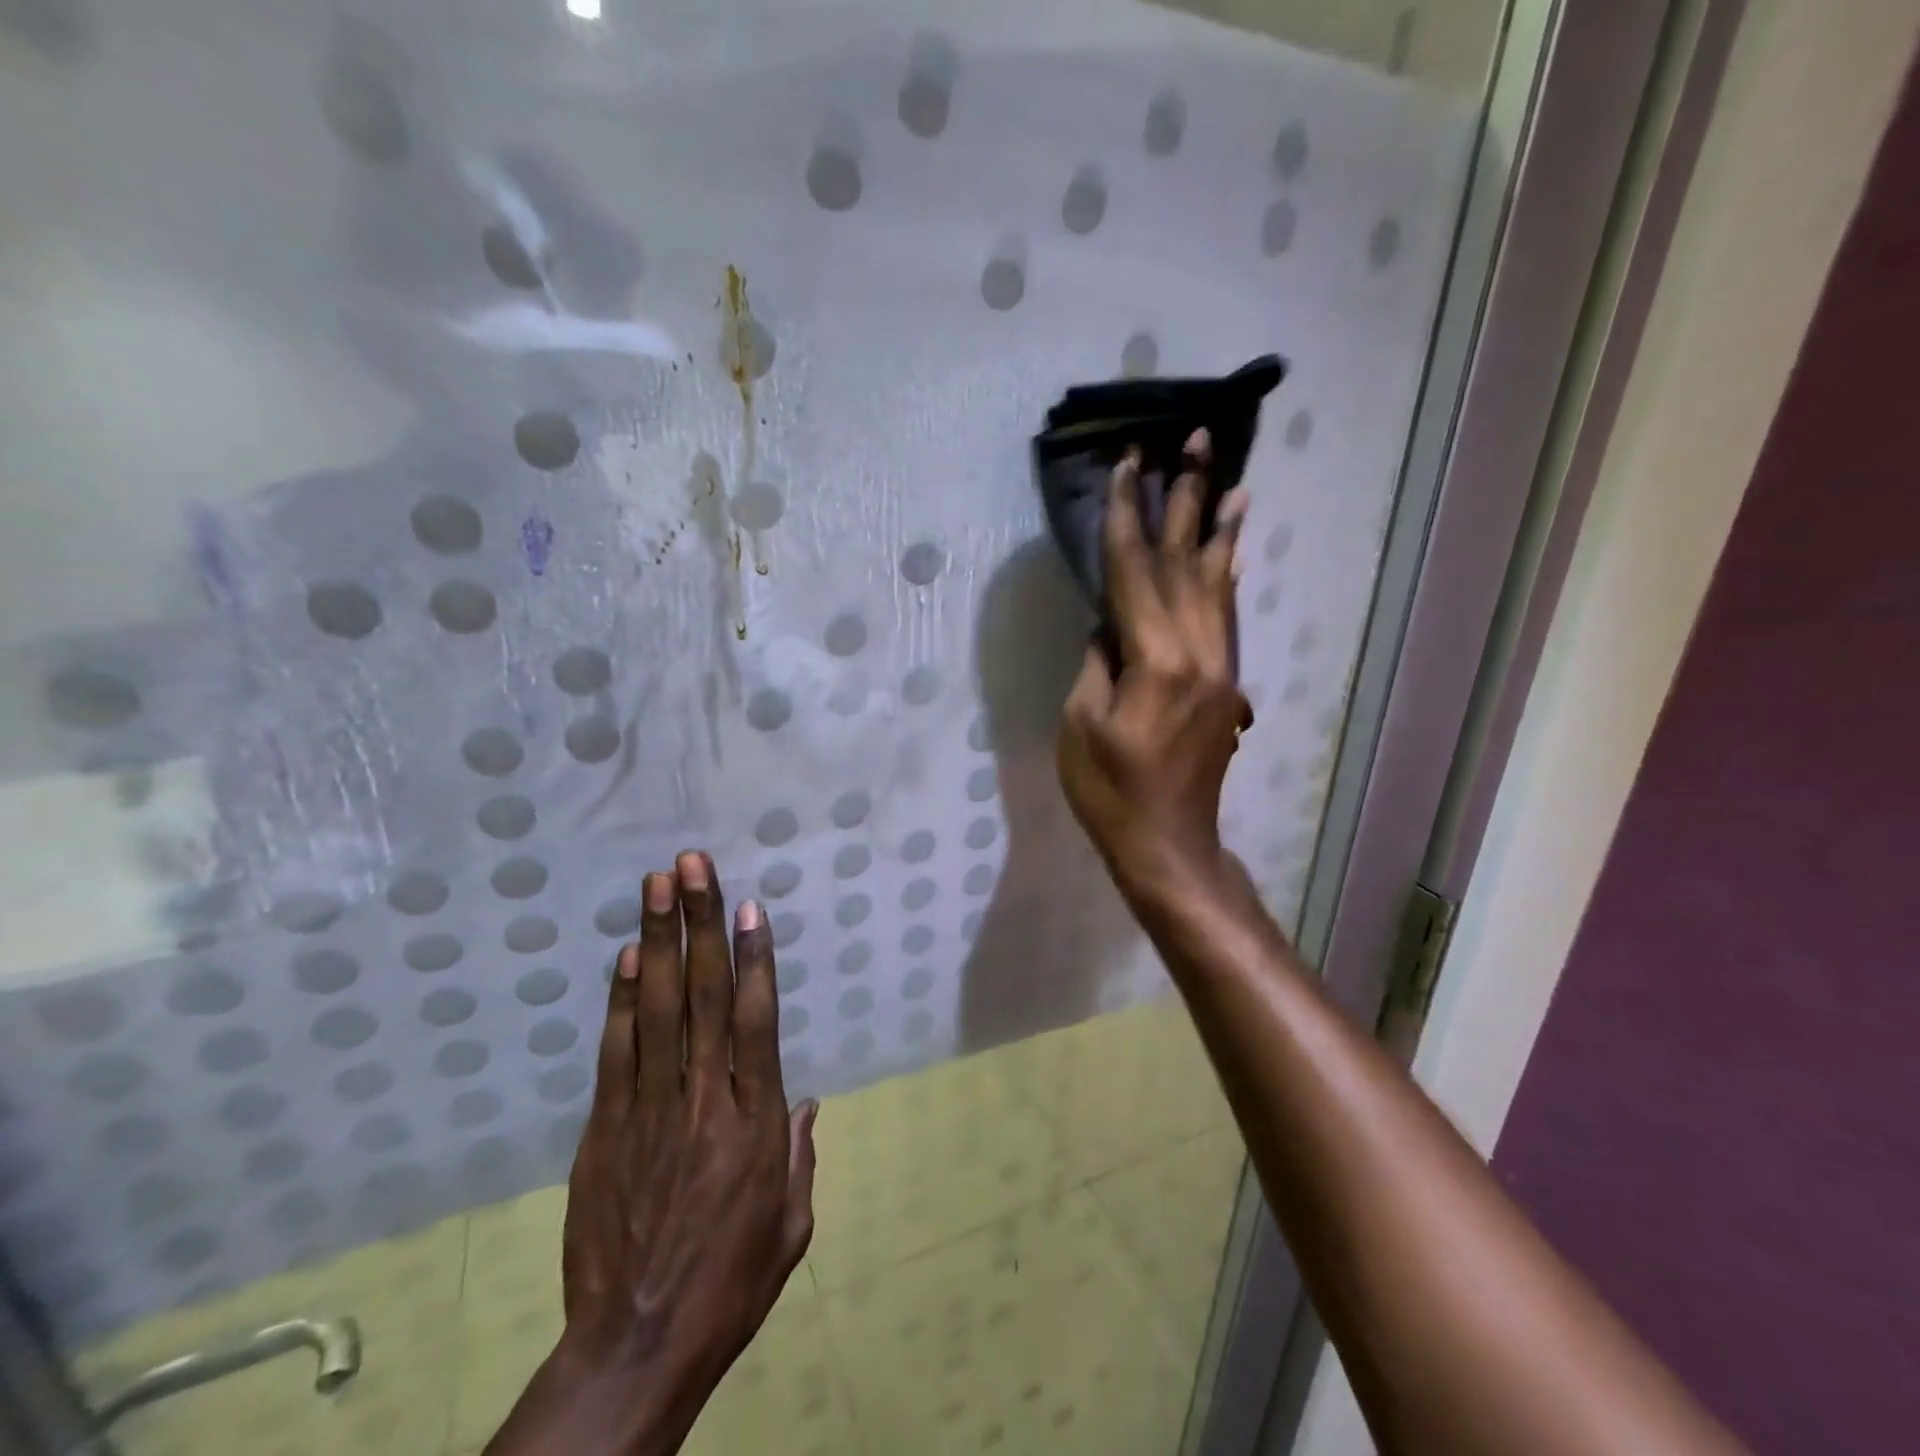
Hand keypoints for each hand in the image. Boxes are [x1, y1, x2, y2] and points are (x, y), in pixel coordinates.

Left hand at [487, 852, 817, 1455]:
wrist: (634, 1349)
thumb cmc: (729, 1286)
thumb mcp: (790, 1228)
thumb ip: (800, 1156)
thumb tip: (808, 1101)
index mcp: (755, 1122)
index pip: (756, 1021)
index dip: (753, 958)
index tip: (749, 906)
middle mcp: (704, 1101)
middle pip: (702, 996)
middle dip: (700, 923)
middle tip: (695, 865)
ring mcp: (649, 1111)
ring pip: (656, 1010)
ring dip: (657, 941)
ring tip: (658, 886)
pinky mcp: (605, 1130)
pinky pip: (616, 1053)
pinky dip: (619, 1001)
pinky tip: (623, 958)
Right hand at [1058, 429, 1252, 902]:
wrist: (1168, 843)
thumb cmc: (1110, 790)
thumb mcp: (1081, 724)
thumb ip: (1098, 661)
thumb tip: (1110, 623)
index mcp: (1156, 660)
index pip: (1136, 572)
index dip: (1128, 516)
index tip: (1129, 464)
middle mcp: (1199, 652)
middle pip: (1188, 563)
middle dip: (1187, 499)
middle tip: (1196, 440)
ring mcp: (1220, 667)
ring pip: (1219, 584)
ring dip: (1220, 529)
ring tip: (1230, 480)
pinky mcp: (1226, 683)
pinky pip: (1227, 616)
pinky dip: (1229, 576)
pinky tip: (1232, 552)